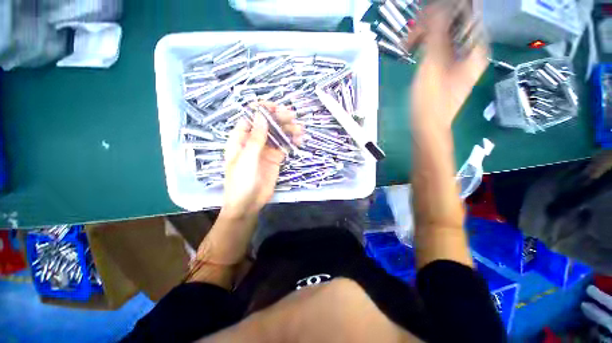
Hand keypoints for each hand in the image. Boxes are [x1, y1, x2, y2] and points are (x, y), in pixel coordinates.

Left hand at [222, 102, 302, 218]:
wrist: (248, 204)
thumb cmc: (241, 181)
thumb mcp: (247, 159)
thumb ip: (255, 138)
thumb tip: (261, 116)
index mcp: (240, 139)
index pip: (250, 119)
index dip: (261, 111)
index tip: (275, 107)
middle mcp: (253, 142)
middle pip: (266, 125)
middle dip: (278, 119)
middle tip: (292, 116)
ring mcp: (265, 151)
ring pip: (277, 136)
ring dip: (288, 130)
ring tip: (300, 128)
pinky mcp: (275, 159)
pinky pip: (284, 147)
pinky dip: (291, 142)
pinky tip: (299, 140)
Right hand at [410, 4, 488, 129]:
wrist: (427, 125)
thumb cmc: (431, 100)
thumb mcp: (433, 65)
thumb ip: (436, 34)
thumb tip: (436, 8)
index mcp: (475, 47)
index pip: (465, 13)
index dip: (446, 8)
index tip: (424, 14)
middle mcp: (471, 48)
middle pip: (454, 21)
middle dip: (431, 22)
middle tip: (412, 32)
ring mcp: (458, 56)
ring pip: (443, 32)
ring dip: (425, 33)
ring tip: (409, 43)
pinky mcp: (446, 64)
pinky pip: (438, 44)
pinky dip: (425, 43)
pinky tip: (413, 48)